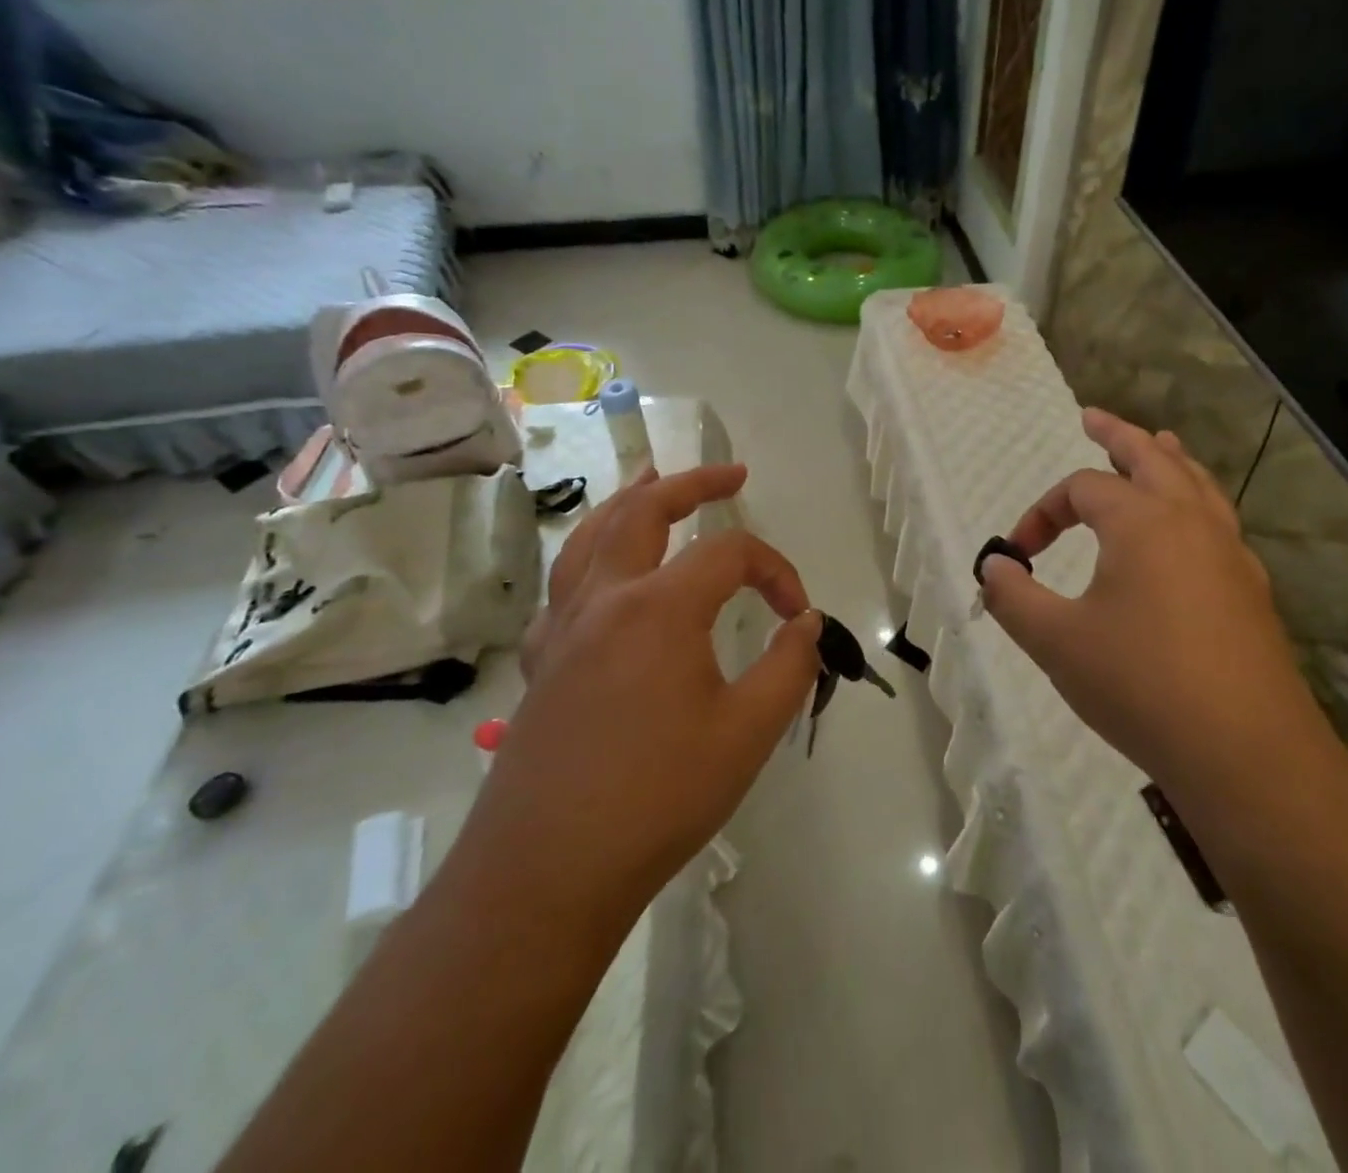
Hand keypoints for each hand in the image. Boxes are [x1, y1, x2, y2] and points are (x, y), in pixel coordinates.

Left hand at [448, 463, 822, 935]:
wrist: (546, 873)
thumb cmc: (658, 798)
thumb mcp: (749, 732)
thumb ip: (789, 666)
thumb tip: (804, 623)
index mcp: (659, 607)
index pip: (731, 555)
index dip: (777, 572)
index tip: (798, 615)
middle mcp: (606, 599)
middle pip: (645, 510)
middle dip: (692, 483)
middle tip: (731, 474)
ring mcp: (565, 628)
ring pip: (591, 536)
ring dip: (628, 501)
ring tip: (651, 478)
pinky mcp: (543, 662)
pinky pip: (566, 585)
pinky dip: (591, 557)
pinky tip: (603, 573)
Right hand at [978, 409, 1328, 793]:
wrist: (1245, 751)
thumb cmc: (1139, 684)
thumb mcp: (1056, 641)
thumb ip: (1013, 597)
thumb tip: (993, 567)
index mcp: (1141, 521)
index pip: (1079, 490)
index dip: (1040, 512)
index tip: (1018, 554)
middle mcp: (1190, 521)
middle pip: (1151, 457)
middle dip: (1117, 436)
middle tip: (1093, 417)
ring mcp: (1229, 553)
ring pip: (1196, 483)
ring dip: (1167, 459)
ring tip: (1156, 443)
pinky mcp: (1250, 589)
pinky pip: (1218, 521)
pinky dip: (1196, 501)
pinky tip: (1188, 528)